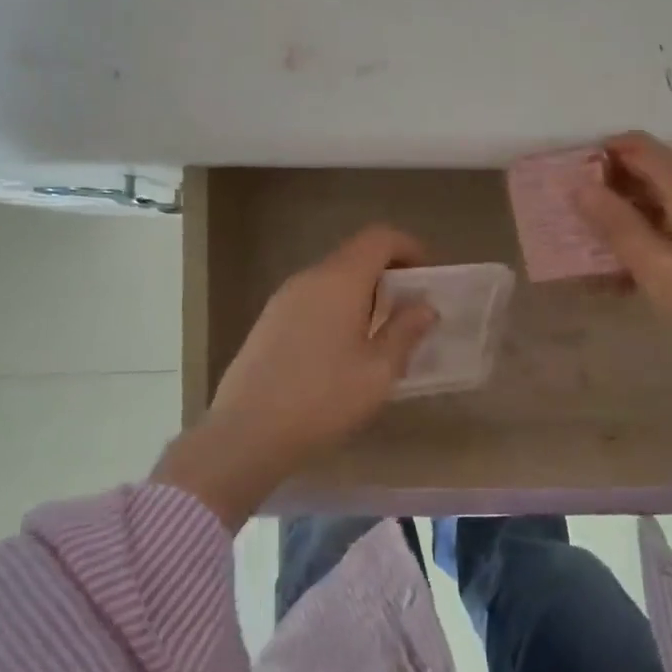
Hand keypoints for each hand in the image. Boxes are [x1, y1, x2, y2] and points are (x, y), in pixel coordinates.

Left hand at [152, 226, 436, 529]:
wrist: (246, 434)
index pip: (379, 238)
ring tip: (378, 335)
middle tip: (408, 310)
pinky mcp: (268, 321)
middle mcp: (310, 277)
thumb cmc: (323, 399)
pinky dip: (336, 309)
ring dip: (361, 294)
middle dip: (387, 274)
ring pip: (332, 279)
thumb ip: (405, 332)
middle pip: (355, 256)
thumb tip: (424, 306)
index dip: (408, 248)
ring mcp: (283, 298)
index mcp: (340, 280)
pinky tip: (341, 351)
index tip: (426, 276)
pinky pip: (312, 299)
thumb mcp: (378, 371)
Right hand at [574, 132, 671, 423]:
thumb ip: (615, 225)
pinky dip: (646, 238)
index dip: (597, 156)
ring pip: (657, 201)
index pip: (634, 145)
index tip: (565, 185)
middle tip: (570, 222)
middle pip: (645, 170)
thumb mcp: (658, 269)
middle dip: (605, 190)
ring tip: (591, 252)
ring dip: (622, 218)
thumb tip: (577, 185)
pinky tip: (627, 273)